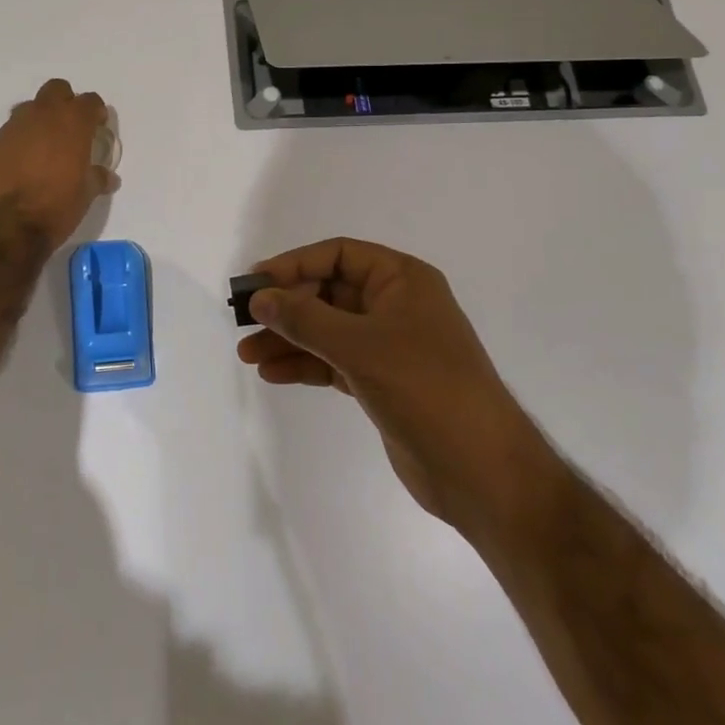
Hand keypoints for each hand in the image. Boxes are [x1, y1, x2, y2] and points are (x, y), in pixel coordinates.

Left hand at [0, 79, 117, 250]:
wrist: (2, 227)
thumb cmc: (54, 208)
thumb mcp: (85, 196)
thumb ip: (97, 179)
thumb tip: (108, 176)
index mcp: (71, 123)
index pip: (90, 101)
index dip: (96, 112)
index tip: (97, 127)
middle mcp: (41, 116)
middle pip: (56, 90)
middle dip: (65, 103)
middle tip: (70, 129)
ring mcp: (11, 128)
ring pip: (28, 109)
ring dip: (38, 121)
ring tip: (43, 149)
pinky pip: (8, 134)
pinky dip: (17, 143)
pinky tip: (19, 167)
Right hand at [236, 237, 535, 521]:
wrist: (480, 469)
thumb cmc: (425, 388)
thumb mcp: (359, 345)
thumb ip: (305, 318)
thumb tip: (260, 297)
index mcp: (402, 280)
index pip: (338, 255)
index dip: (294, 264)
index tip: (255, 283)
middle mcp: (396, 305)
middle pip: (329, 293)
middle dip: (286, 308)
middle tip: (244, 324)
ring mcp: (390, 346)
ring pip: (327, 331)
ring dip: (289, 340)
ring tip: (248, 355)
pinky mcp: (382, 382)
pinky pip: (334, 362)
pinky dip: (305, 365)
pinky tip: (273, 375)